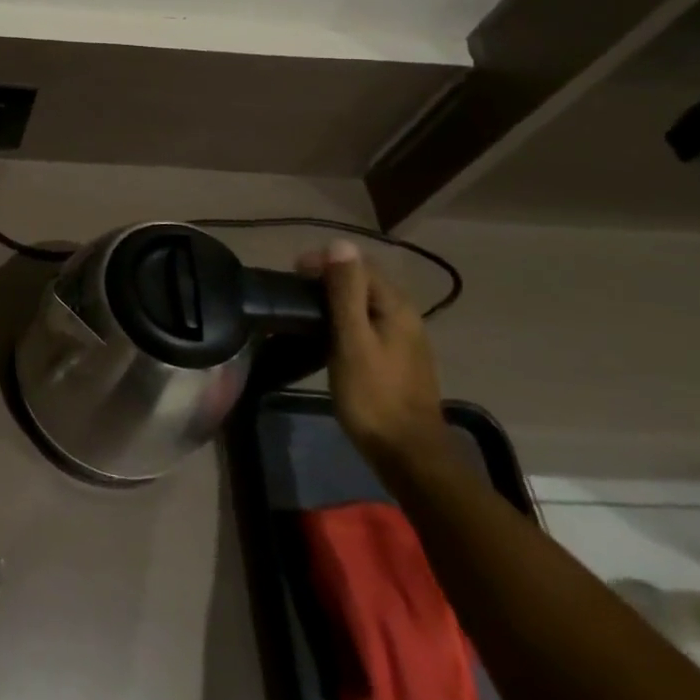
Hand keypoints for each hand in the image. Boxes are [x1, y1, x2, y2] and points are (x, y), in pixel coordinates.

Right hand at [300, 240, 448, 472]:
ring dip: (334, 299)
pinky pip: (366, 323)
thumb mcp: (352, 340)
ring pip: (364, 303)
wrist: (408, 454)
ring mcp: (403, 339)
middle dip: (328, 278)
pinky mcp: (395, 359)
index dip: (324, 262)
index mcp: (396, 306)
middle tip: (293, 293)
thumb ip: (345, 292)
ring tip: (303, 312)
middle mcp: (405, 315)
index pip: (358, 264)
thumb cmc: (373, 395)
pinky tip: (326, 335)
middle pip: (363, 281)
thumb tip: (339, 244)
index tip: (292, 274)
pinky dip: (344, 320)